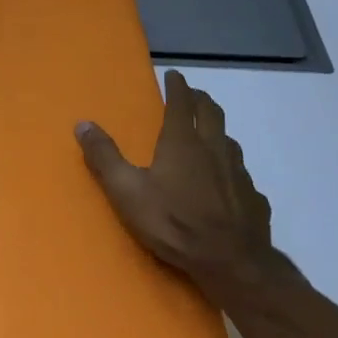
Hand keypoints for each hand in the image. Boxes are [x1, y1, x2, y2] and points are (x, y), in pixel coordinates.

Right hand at [76, 69, 277, 293]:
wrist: (232, 263)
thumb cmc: (174, 223)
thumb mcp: (127, 191)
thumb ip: (104, 157)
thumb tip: (83, 124)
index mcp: (182, 143)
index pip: (182, 104)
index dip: (178, 87)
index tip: (175, 75)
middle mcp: (214, 149)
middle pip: (211, 114)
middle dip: (201, 99)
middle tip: (193, 94)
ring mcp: (239, 174)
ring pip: (229, 141)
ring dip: (217, 130)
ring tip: (209, 133)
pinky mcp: (254, 198)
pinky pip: (241, 174)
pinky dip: (231, 168)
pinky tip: (227, 182)